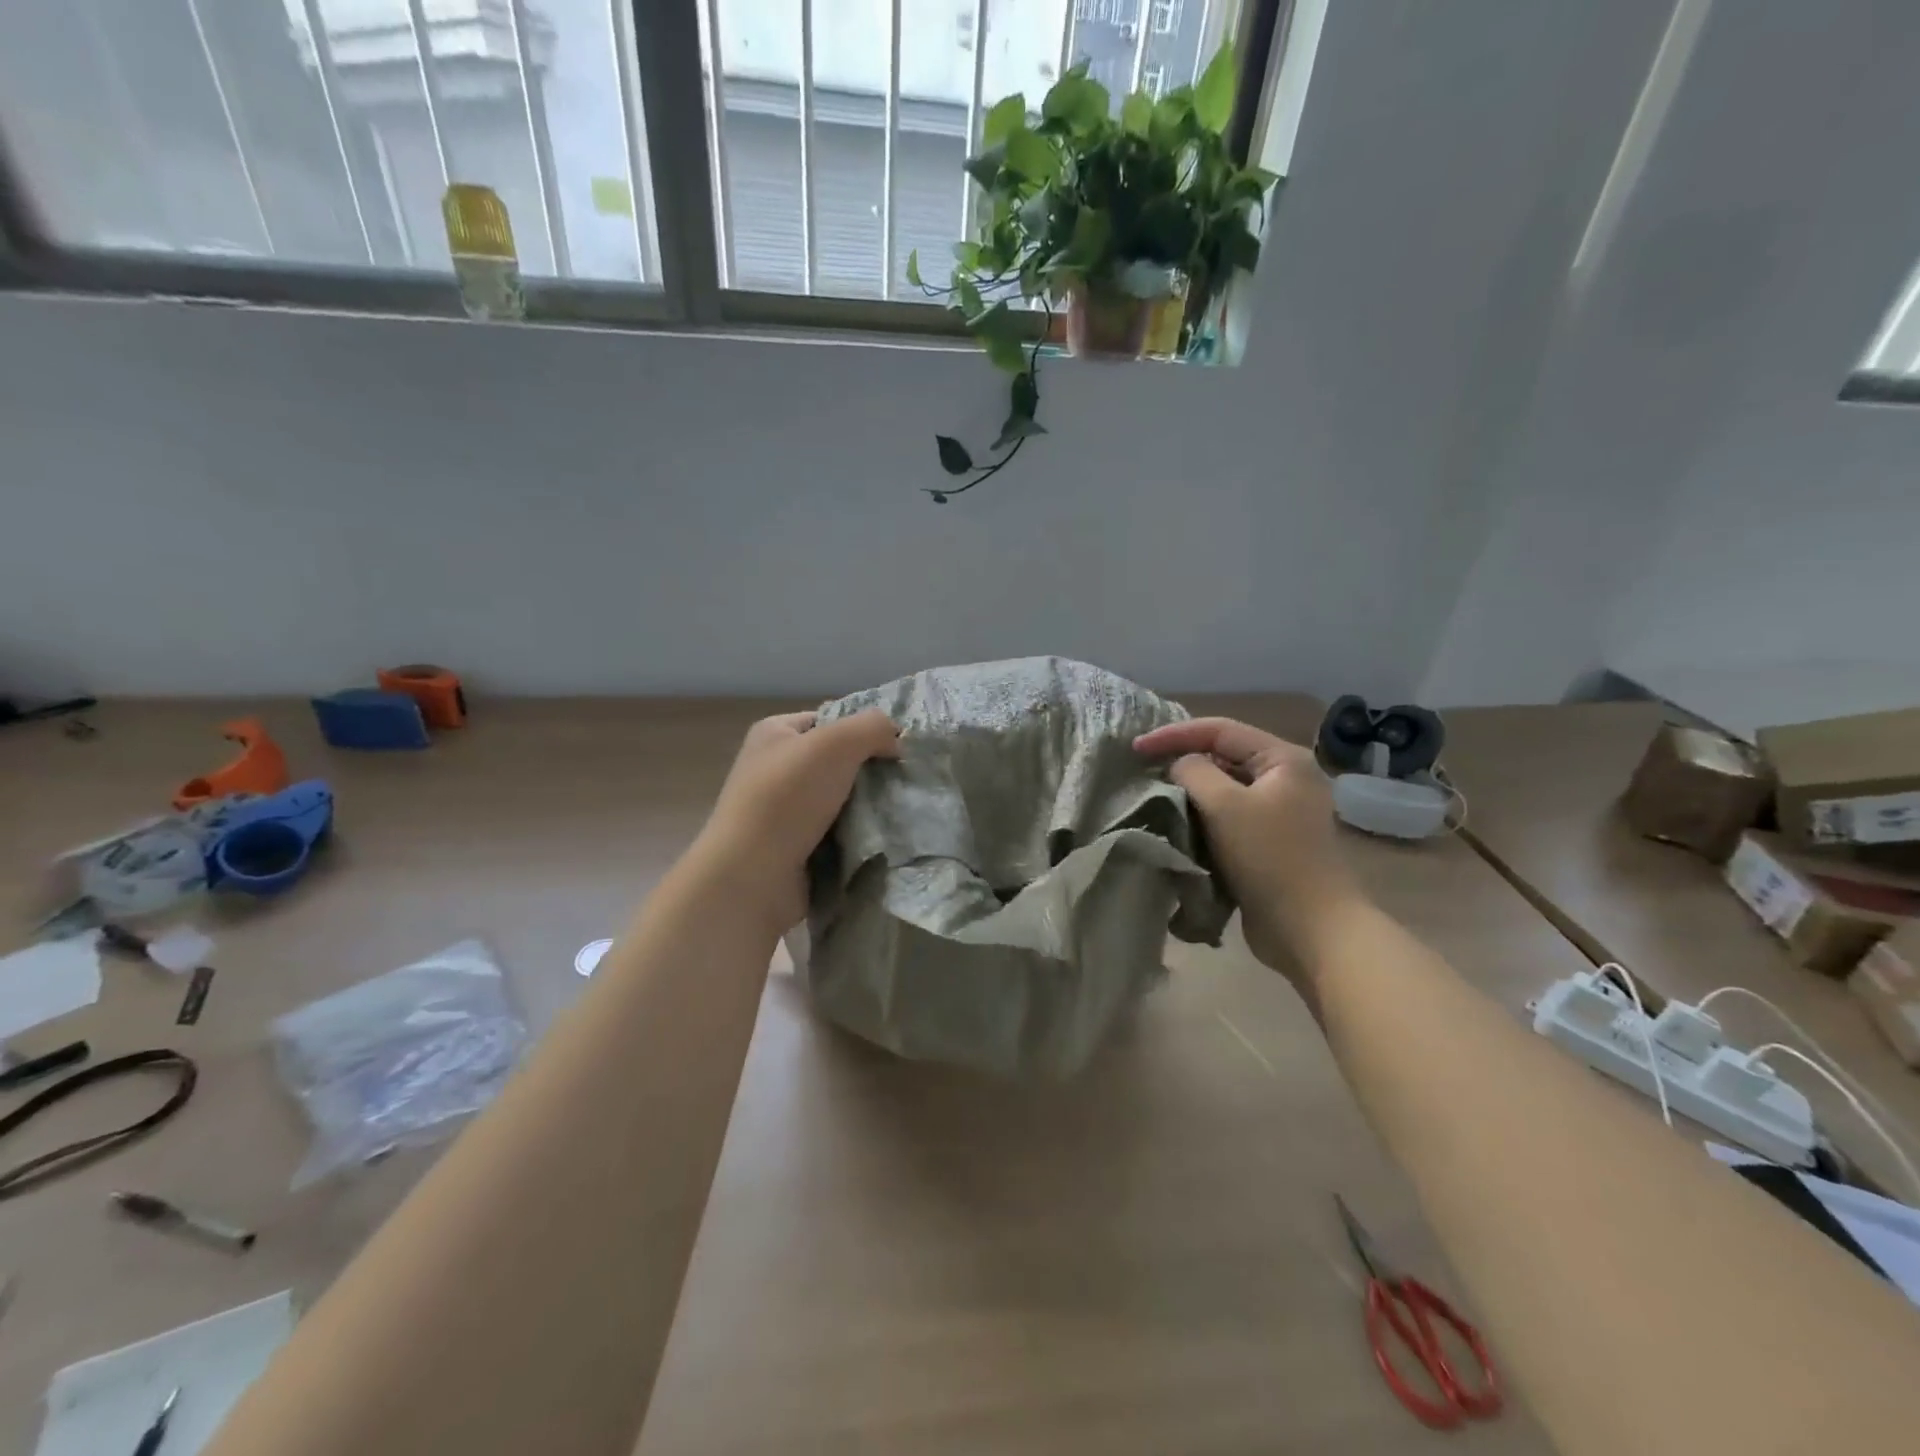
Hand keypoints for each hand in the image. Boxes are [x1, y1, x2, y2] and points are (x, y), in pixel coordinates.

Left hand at [694, 710, 900, 934]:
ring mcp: (782, 811)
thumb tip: (896, 740)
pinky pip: (837, 833)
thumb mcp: (836, 743)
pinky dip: (858, 836)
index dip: (865, 729)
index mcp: (774, 733)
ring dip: (869, 807)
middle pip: (839, 761)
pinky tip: (880, 839)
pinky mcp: (793, 847)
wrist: (751, 877)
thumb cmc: (787, 799)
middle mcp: (774, 768)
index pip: (830, 719)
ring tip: (899, 812)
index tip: (898, 749)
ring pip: (841, 799)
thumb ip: (873, 727)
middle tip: (904, 782)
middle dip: (871, 771)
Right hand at [1134, 717, 1360, 971]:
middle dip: (1182, 762)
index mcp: (1283, 759)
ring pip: (1223, 789)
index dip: (1174, 735)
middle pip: (1223, 756)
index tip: (1135, 749)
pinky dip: (1202, 818)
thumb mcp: (1224, 806)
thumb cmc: (1270, 859)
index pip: (1220, 730)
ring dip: (1189, 792)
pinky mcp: (1269, 843)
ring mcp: (1279, 812)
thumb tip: (1180, 766)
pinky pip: (1228, 818)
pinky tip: (1177, 825)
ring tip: (1154, 797)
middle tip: (1142, 771)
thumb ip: (1194, 772)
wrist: (1312, 930)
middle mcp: (1285, 779)